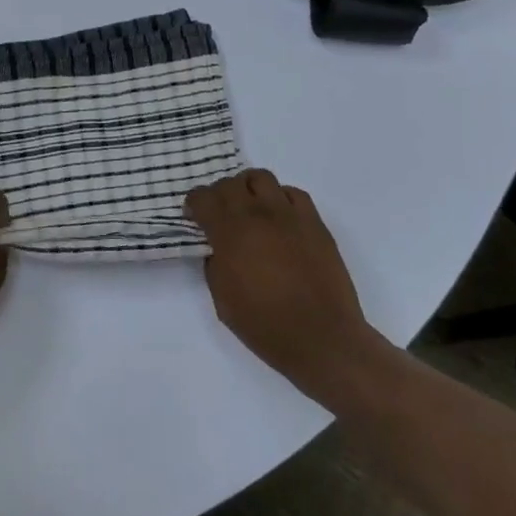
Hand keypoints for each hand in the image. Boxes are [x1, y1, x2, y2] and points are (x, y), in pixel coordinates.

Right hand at [185, 169, 382, 405]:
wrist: (322, 338)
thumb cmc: (265, 325)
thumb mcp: (222, 299)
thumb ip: (215, 263)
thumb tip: (218, 247)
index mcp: (230, 234)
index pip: (203, 198)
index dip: (194, 203)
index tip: (194, 216)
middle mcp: (259, 214)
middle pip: (230, 183)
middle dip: (218, 194)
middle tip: (219, 213)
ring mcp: (290, 215)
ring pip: (261, 178)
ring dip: (248, 188)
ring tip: (249, 209)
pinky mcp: (315, 223)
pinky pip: (293, 194)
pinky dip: (280, 199)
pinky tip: (279, 218)